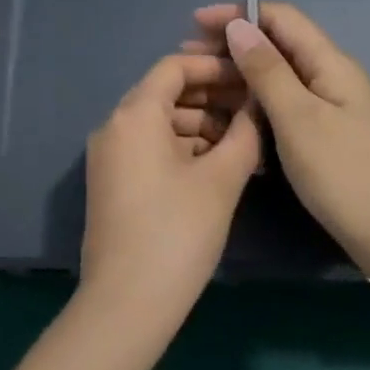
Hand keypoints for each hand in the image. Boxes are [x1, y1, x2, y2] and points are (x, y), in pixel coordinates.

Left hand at [80, 52, 260, 317]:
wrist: (125, 303)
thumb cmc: (177, 232)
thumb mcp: (221, 180)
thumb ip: (245, 134)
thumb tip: (260, 104)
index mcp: (135, 114)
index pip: (174, 67)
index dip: (214, 67)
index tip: (249, 77)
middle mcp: (114, 125)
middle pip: (165, 93)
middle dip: (211, 97)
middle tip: (254, 108)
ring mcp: (109, 156)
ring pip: (159, 123)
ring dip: (200, 125)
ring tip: (244, 140)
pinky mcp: (112, 182)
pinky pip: (150, 148)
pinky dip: (182, 148)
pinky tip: (217, 164)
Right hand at [188, 3, 369, 265]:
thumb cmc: (343, 173)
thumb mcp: (298, 117)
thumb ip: (266, 69)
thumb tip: (238, 25)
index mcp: (330, 63)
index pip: (280, 17)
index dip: (237, 13)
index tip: (195, 23)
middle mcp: (331, 75)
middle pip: (277, 42)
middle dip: (232, 42)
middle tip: (187, 56)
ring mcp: (329, 104)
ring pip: (278, 73)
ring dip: (239, 70)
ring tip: (200, 81)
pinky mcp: (324, 131)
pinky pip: (283, 100)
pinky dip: (253, 97)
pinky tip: (229, 111)